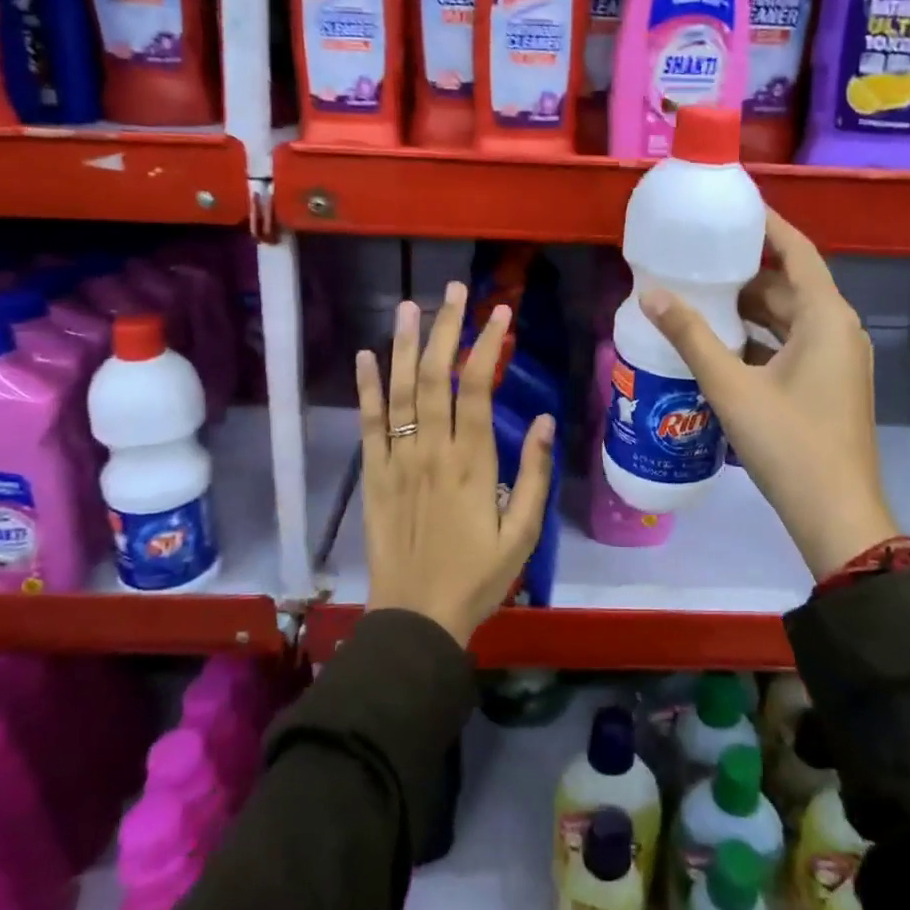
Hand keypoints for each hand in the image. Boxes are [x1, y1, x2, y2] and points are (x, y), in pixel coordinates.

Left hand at [354, 282, 556, 645]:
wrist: (416, 619)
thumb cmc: (478, 577)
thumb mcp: (523, 533)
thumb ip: (533, 474)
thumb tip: (542, 419)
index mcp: (471, 463)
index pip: (477, 388)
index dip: (487, 345)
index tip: (499, 312)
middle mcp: (431, 451)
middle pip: (436, 377)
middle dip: (446, 329)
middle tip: (454, 291)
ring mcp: (396, 461)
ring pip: (400, 391)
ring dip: (405, 345)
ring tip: (410, 306)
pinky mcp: (372, 476)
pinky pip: (368, 424)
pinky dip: (366, 388)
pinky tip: (366, 355)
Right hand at [640, 210, 897, 579]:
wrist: (835, 515)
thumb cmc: (788, 443)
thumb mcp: (732, 387)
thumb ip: (691, 337)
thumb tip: (649, 295)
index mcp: (826, 318)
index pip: (797, 251)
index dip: (767, 226)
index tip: (732, 210)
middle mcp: (839, 330)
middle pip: (791, 286)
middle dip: (747, 274)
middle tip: (699, 261)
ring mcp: (838, 360)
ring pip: (791, 319)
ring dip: (751, 310)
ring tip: (701, 300)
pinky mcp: (830, 385)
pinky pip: (794, 346)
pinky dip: (762, 339)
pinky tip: (722, 347)